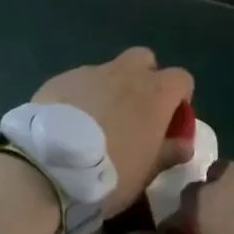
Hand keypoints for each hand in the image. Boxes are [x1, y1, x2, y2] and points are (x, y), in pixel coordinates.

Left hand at [33, 49, 194, 217]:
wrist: (48, 168)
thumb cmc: (110, 173)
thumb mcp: (146, 172)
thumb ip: (169, 152)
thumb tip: (184, 144)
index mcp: (155, 93)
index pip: (182, 78)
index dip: (179, 98)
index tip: (169, 121)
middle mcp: (125, 73)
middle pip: (144, 60)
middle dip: (144, 79)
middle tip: (134, 113)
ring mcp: (89, 73)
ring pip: (108, 71)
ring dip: (109, 89)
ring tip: (94, 123)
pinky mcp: (59, 79)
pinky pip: (79, 82)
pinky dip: (81, 96)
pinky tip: (68, 123)